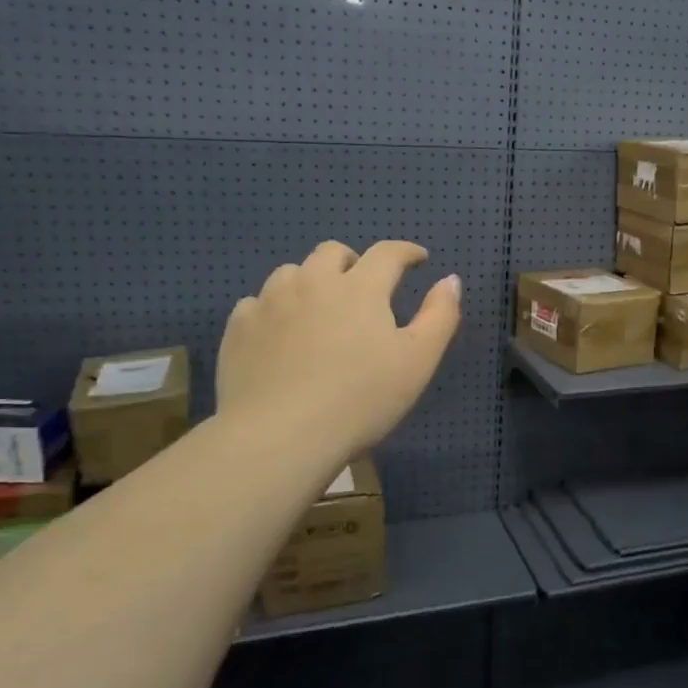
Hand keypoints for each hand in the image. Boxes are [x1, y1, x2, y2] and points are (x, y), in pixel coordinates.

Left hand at [217, 241, 461, 463]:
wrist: (280, 435)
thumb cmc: (360, 400)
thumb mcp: (417, 362)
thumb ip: (439, 316)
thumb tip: (450, 279)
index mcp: (360, 288)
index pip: (387, 253)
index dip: (406, 252)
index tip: (418, 259)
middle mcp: (312, 282)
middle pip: (333, 252)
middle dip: (353, 261)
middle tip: (363, 286)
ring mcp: (269, 303)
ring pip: (291, 273)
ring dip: (310, 281)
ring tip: (318, 309)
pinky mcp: (238, 328)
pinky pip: (257, 303)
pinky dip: (273, 310)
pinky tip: (279, 334)